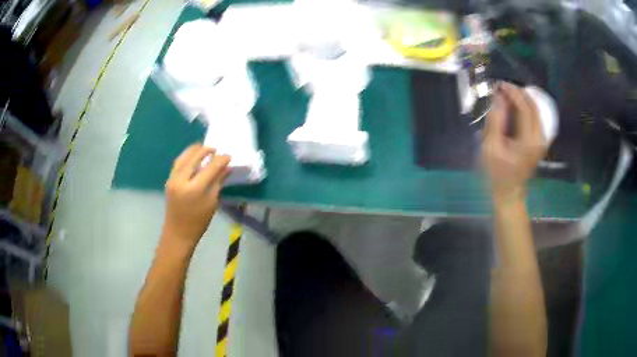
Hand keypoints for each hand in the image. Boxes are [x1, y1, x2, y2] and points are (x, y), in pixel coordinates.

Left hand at [163, 144, 230, 249]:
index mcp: (195, 188)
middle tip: (215, 149)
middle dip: (205, 151)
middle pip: (194, 157)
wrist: (178, 233)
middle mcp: (181, 180)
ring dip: (194, 150)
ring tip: (203, 148)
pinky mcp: (169, 180)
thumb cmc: (198, 222)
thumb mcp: (212, 202)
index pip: (210, 168)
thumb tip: (226, 168)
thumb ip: (218, 182)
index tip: (228, 156)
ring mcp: (173, 179)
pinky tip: (192, 156)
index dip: (220, 160)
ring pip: (183, 157)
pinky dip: (186, 156)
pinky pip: (178, 163)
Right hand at [482, 82, 546, 201]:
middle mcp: (540, 138)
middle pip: (533, 106)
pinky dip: (526, 109)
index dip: (512, 93)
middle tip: (503, 88)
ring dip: (523, 100)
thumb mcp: (491, 148)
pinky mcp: (540, 143)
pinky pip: (536, 119)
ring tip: (507, 96)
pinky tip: (516, 108)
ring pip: (536, 111)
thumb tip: (498, 97)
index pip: (524, 107)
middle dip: (518, 93)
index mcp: (529, 140)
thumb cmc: (497, 174)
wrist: (509, 194)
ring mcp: (542, 141)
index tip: (499, 85)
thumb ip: (495, 121)